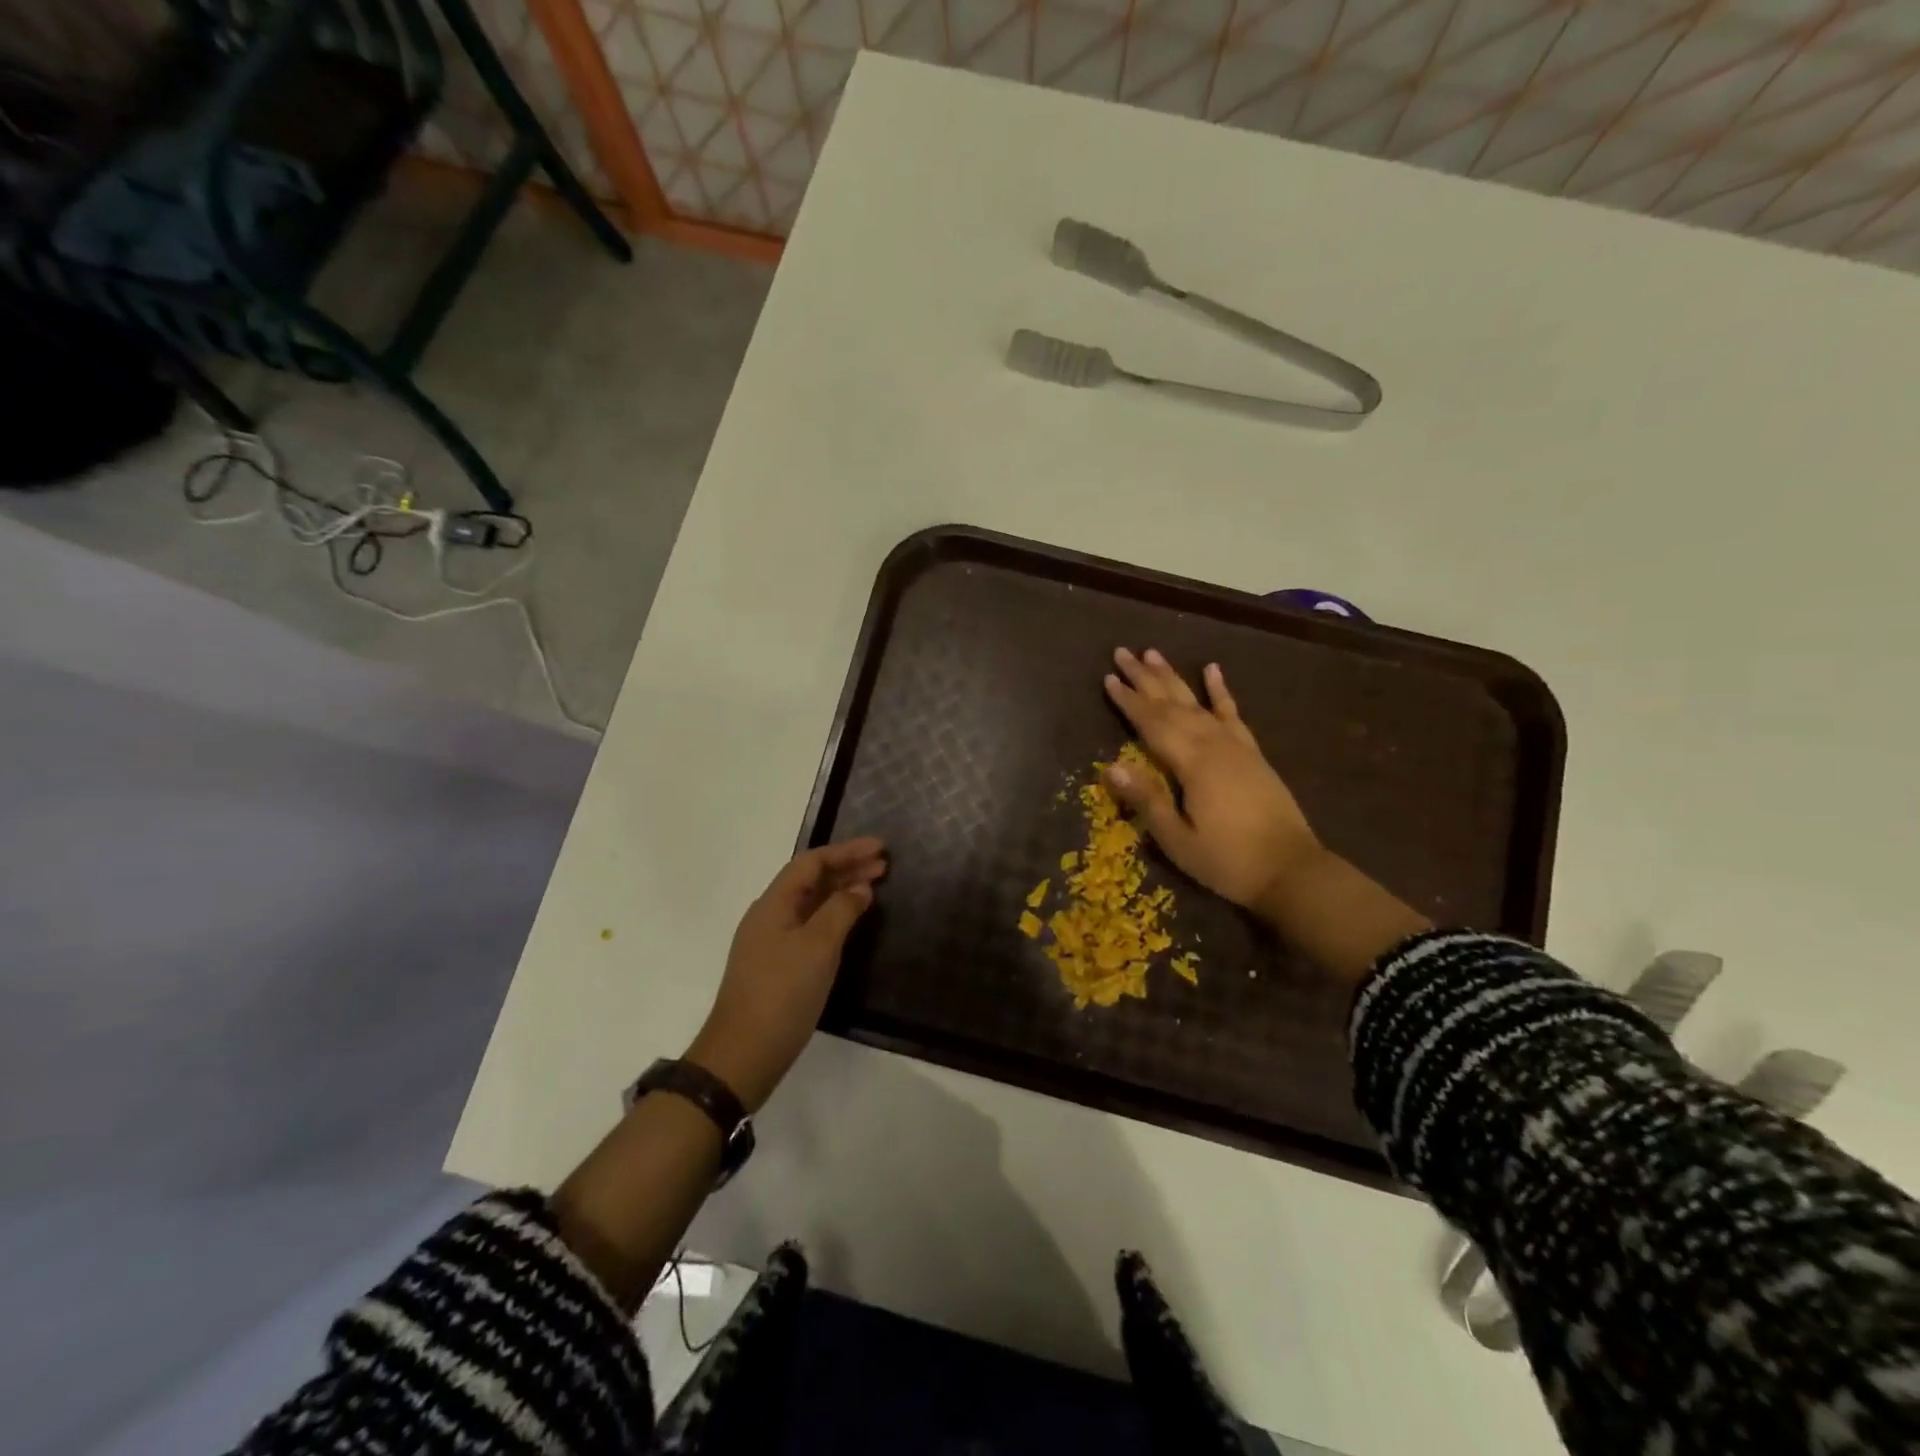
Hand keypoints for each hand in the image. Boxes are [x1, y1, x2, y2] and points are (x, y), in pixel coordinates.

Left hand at [687, 838, 886, 1110]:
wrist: (743, 1055)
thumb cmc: (782, 993)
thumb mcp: (818, 947)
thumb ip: (842, 910)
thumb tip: (860, 888)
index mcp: (773, 903)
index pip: (811, 862)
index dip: (846, 851)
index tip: (881, 849)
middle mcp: (769, 915)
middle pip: (810, 880)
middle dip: (847, 869)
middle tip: (884, 866)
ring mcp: (771, 942)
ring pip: (810, 903)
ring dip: (841, 891)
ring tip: (874, 888)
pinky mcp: (777, 966)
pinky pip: (809, 926)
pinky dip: (833, 916)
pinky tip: (851, 923)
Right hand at [1103, 648, 1322, 918]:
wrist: (1291, 871)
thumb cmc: (1227, 861)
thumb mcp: (1178, 839)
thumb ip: (1147, 800)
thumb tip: (1111, 767)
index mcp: (1192, 764)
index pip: (1152, 724)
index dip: (1128, 701)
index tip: (1108, 678)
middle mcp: (1214, 745)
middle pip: (1172, 704)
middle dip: (1145, 678)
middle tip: (1123, 652)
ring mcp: (1236, 746)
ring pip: (1198, 703)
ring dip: (1174, 677)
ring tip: (1154, 653)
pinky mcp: (1253, 754)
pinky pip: (1233, 714)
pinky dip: (1221, 692)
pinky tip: (1213, 670)